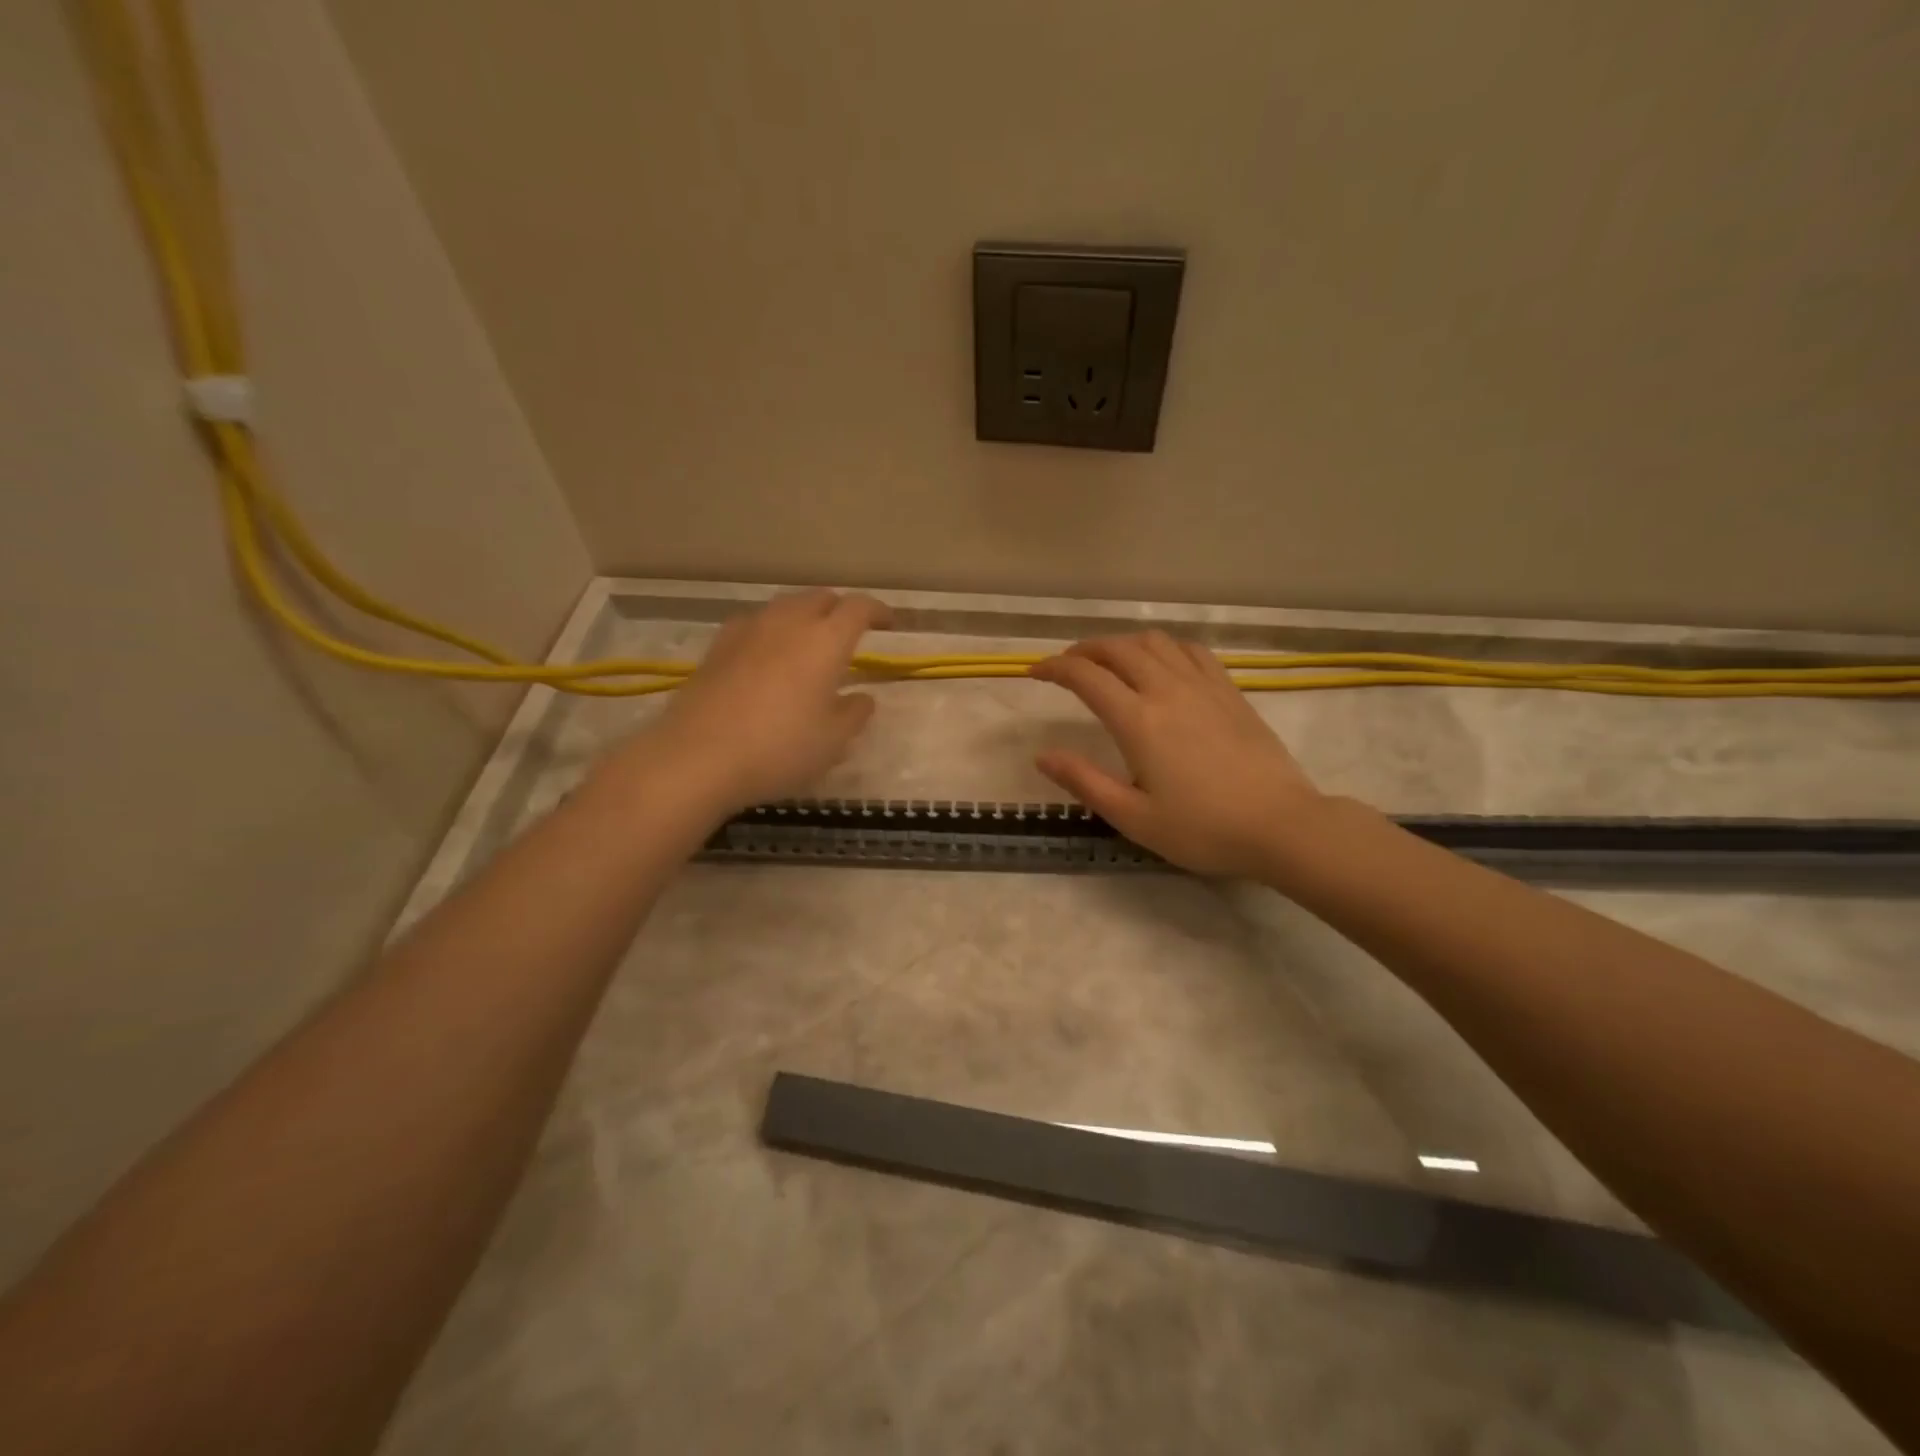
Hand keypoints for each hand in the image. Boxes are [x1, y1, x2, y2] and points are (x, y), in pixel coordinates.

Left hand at [605, 589, 890, 816]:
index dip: (877, 611)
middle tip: (850, 632)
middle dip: (840, 609)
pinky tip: (768, 654)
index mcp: (825, 641)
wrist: (698, 757)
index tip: (888, 624)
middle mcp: (788, 623)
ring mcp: (748, 630)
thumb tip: (862, 698)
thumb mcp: (832, 741)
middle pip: (820, 598)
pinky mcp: (718, 646)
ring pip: (785, 606)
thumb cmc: (779, 749)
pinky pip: (755, 623)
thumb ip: (854, 714)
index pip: (859, 608)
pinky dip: (772, 629)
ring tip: (809, 641)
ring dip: (804, 616)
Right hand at [1031, 632, 1327, 877]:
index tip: (1034, 672)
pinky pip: (1191, 651)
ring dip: (1123, 643)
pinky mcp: (1230, 691)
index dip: (1054, 668)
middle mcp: (1167, 690)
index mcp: (1138, 721)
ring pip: (1154, 642)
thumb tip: (1042, 756)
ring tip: (1109, 660)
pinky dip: (1164, 646)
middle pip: (1118, 649)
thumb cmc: (1202, 829)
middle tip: (1067, 665)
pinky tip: (1161, 662)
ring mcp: (1203, 686)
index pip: (1086, 676)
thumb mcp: (1133, 817)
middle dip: (1085, 650)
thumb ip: (1084, 782)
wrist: (1281, 825)